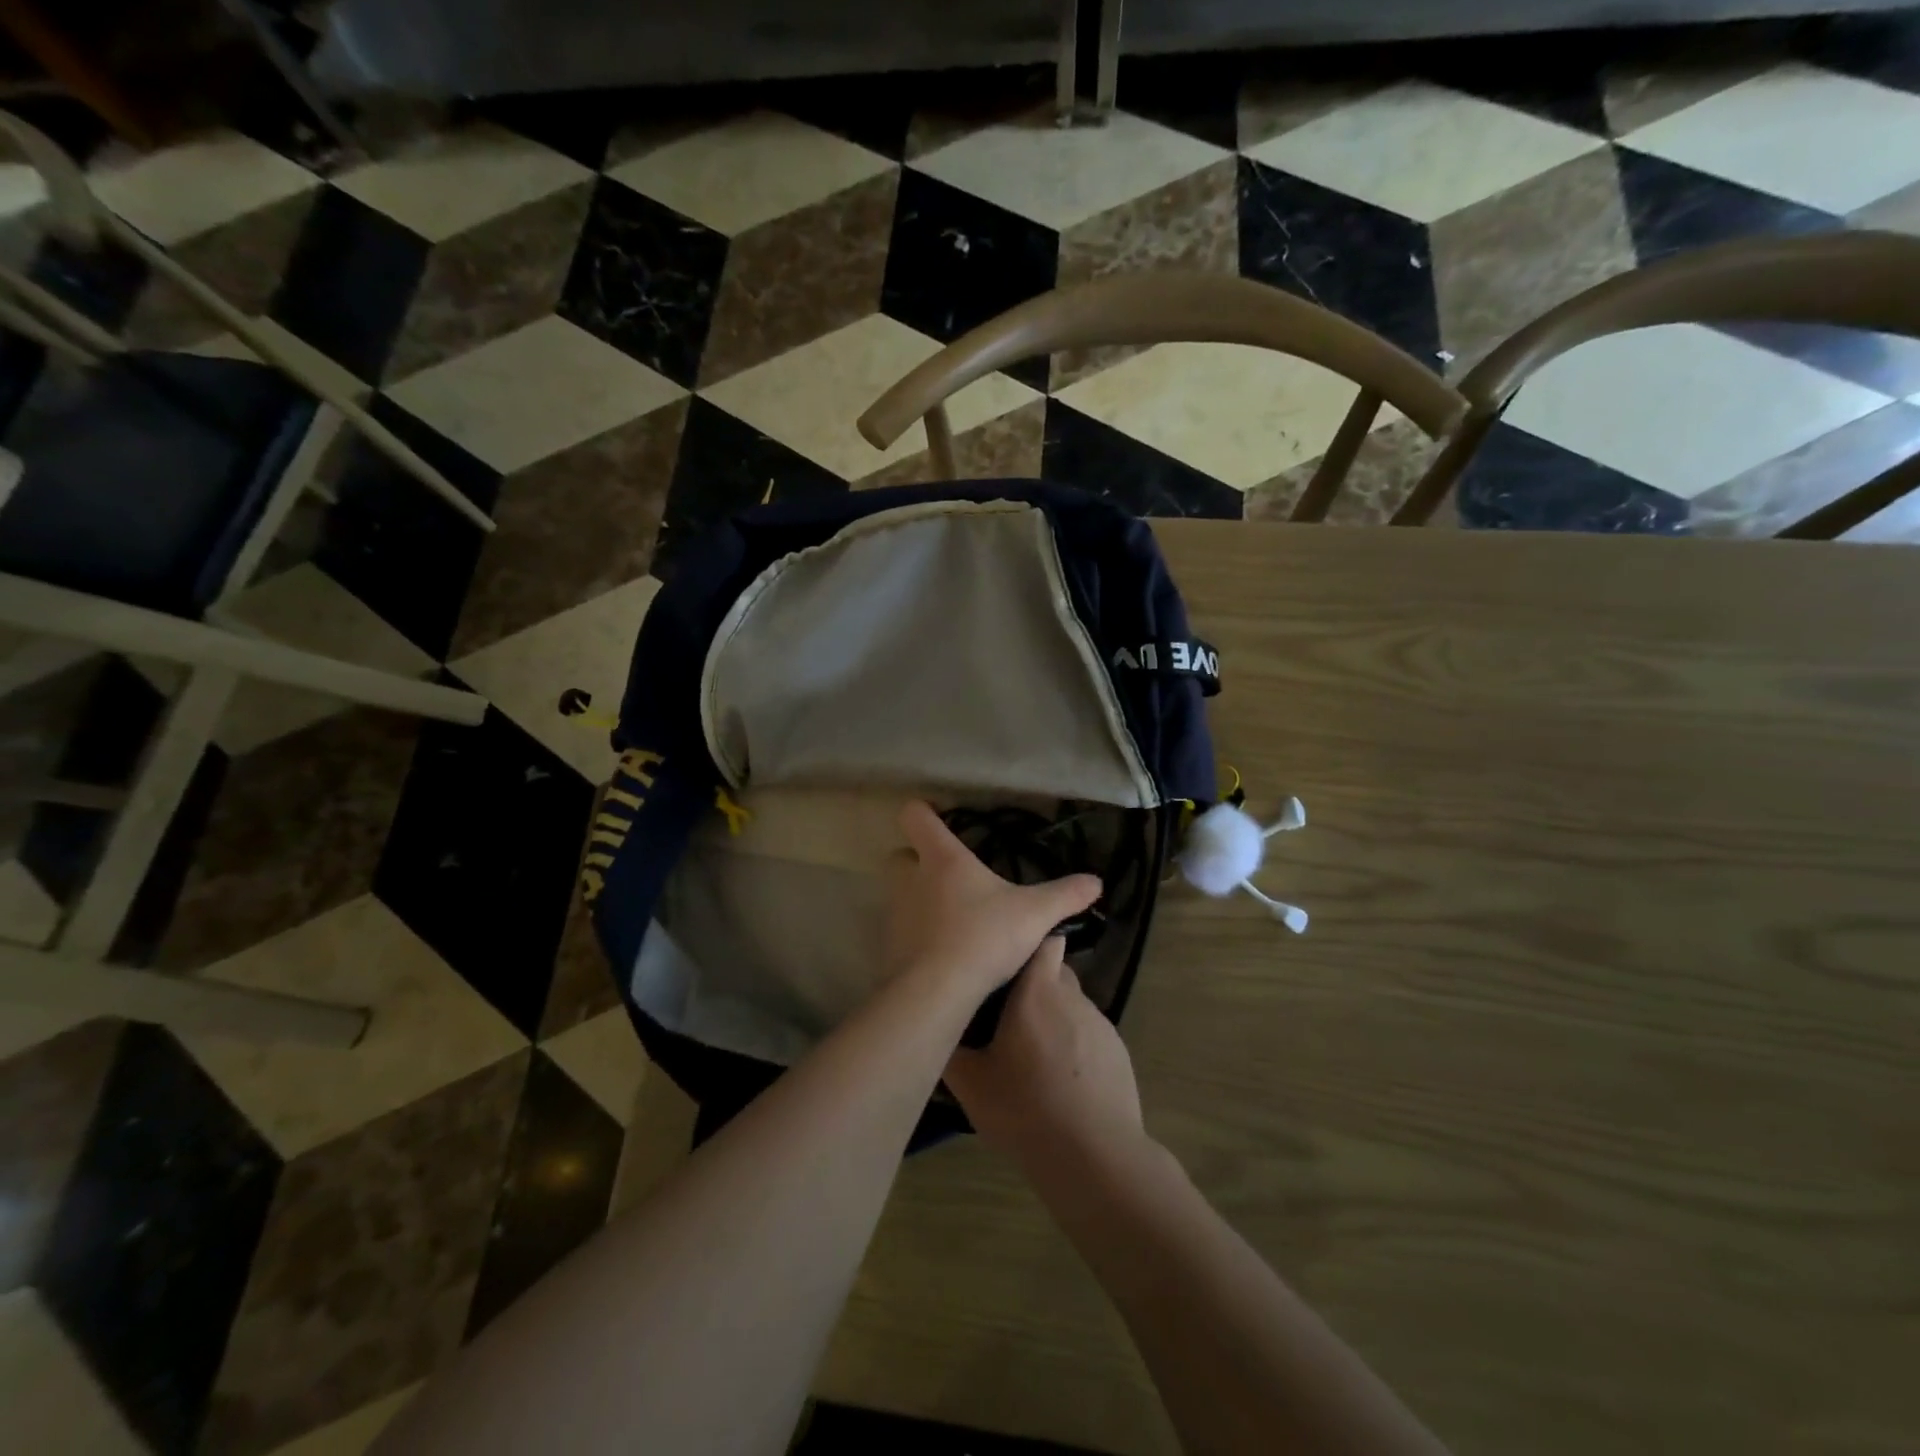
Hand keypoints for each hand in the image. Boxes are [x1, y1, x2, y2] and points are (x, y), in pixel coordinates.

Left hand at [885, 800, 1101, 1004]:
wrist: (937, 991)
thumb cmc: (984, 936)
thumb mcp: (1035, 914)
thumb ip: (1065, 895)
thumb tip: (1096, 882)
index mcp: (943, 859)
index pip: (915, 816)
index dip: (923, 811)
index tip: (940, 817)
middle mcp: (911, 879)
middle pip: (902, 855)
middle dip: (919, 860)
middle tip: (950, 874)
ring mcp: (895, 913)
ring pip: (900, 893)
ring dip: (918, 898)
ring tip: (951, 916)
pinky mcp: (890, 945)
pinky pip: (901, 929)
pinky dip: (916, 933)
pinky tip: (941, 950)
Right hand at [943, 937, 1143, 1171]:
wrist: (1095, 1156)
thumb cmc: (1026, 1109)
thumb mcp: (971, 1083)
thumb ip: (951, 1046)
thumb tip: (937, 1025)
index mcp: (1037, 991)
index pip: (1043, 939)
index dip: (1027, 943)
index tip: (1005, 960)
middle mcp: (1072, 997)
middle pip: (1053, 972)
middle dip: (1033, 986)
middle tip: (1006, 1017)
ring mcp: (1100, 1023)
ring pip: (1070, 1005)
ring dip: (1052, 1018)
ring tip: (1032, 1056)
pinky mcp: (1118, 1051)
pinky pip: (1088, 1034)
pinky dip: (1073, 1045)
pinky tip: (1060, 1081)